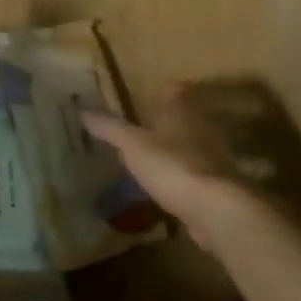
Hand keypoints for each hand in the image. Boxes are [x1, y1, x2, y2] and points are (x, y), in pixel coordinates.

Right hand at [86, 77, 300, 260]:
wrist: (216, 210)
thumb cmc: (172, 165)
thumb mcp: (132, 145)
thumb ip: (109, 128)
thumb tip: (83, 110)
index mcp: (182, 111)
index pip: (175, 90)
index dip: (163, 90)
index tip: (149, 94)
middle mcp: (202, 128)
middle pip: (185, 118)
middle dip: (168, 122)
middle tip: (144, 127)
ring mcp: (214, 158)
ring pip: (191, 146)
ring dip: (175, 150)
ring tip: (151, 158)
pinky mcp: (217, 186)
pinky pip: (195, 174)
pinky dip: (182, 177)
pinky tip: (166, 187)